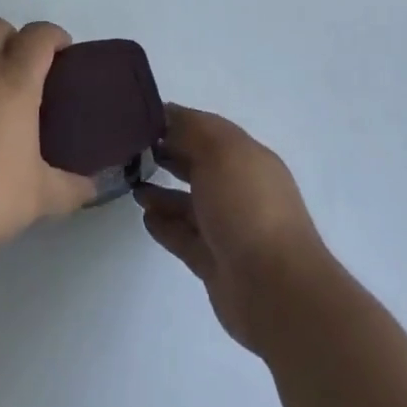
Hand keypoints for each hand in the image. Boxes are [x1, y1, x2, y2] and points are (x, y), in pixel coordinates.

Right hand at [135, 106, 330, 352]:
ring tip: (133, 185)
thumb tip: (168, 117)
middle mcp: (239, 189)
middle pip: (198, 164)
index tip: (141, 118)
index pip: (207, 129)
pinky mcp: (214, 262)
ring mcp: (227, 227)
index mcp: (247, 157)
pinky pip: (184, 236)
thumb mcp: (220, 152)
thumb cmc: (248, 207)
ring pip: (188, 202)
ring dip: (161, 192)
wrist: (274, 289)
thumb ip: (191, 131)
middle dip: (168, 154)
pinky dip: (165, 225)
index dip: (176, 121)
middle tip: (132, 150)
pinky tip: (145, 217)